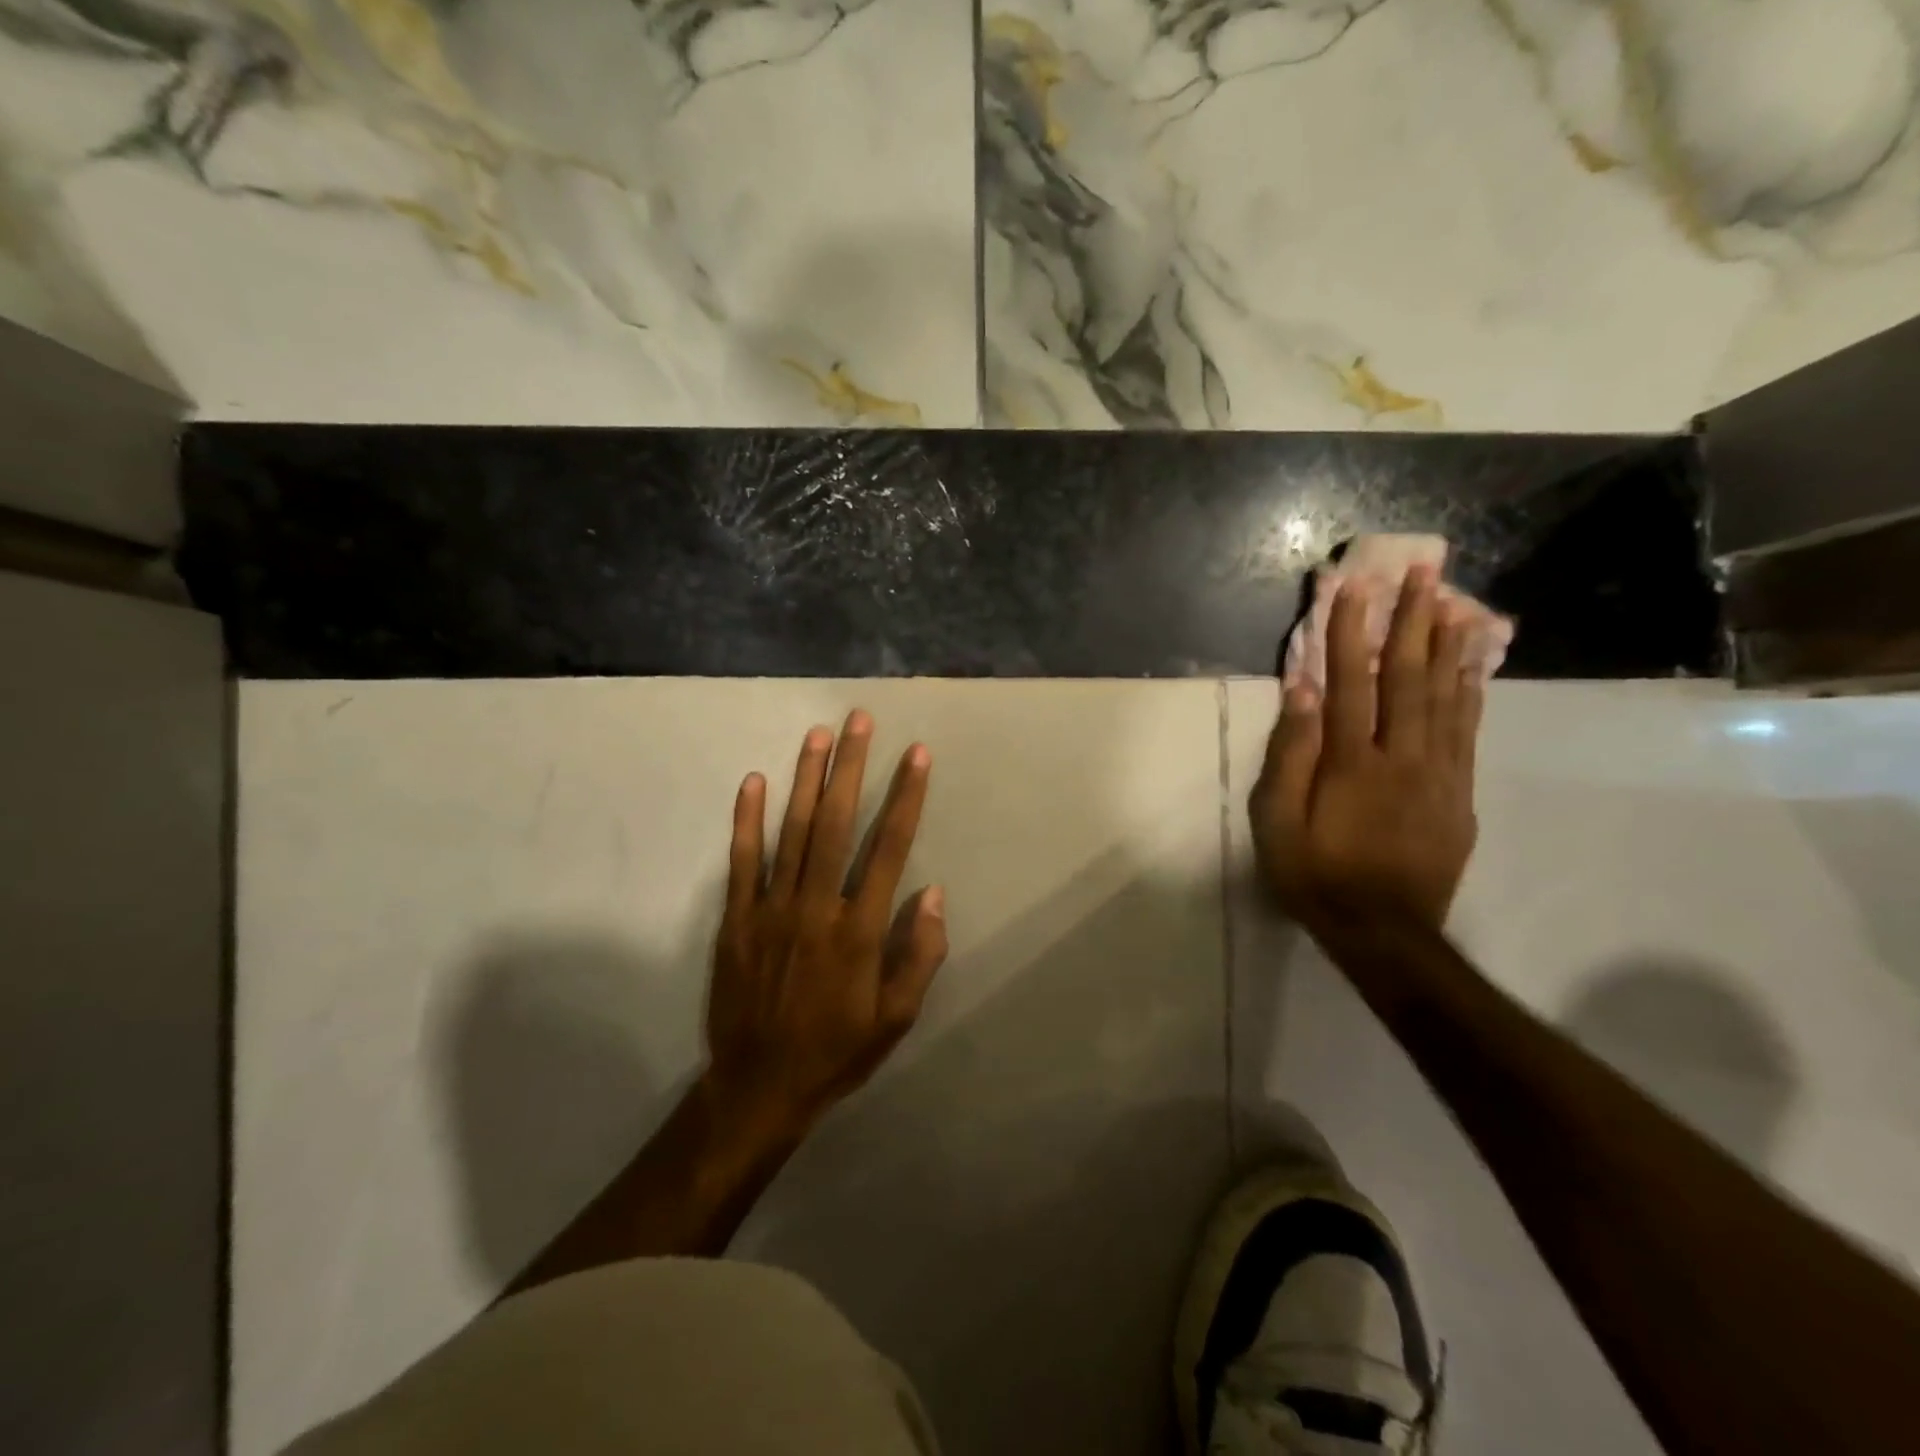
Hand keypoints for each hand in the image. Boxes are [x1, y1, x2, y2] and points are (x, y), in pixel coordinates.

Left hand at [703, 710, 948, 1146]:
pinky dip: (747, 820)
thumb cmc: (837, 1051)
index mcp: (860, 931)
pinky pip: (742, 861)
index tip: (916, 755)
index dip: (905, 797)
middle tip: (858, 720)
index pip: (888, 849)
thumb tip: (933, 894)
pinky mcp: (737, 919)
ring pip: (791, 832)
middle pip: (836, 824)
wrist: (759, 1086)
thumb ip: (920, 956)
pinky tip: (754, 781)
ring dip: (806, 780)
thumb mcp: (897, 1019)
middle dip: (850, 768)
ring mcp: (771, 910)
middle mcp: (816, 908)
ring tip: (818, 735)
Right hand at [1251, 564, 1482, 933]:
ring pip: (1447, 697)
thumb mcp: (1277, 823)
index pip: (1350, 682)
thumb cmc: (1316, 876)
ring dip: (1448, 645)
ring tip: (1455, 602)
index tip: (1354, 587)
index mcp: (1352, 762)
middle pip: (1408, 677)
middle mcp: (1403, 756)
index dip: (1350, 632)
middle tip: (1425, 572)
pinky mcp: (1458, 794)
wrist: (1384, 933)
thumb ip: (1290, 756)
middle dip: (1413, 620)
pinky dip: (1470, 693)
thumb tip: (1302, 693)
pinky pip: (1467, 732)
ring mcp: (1438, 774)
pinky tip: (1473, 667)